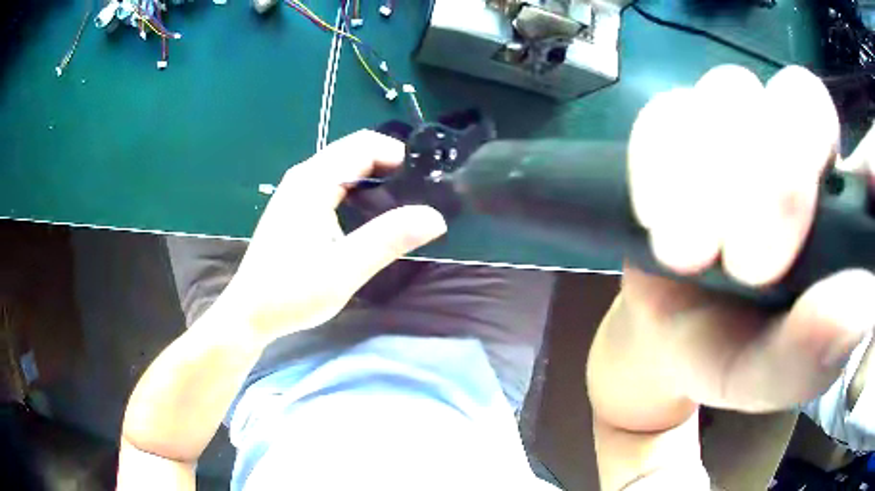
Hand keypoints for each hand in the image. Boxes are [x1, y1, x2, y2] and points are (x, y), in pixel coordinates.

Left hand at [214, 130, 445, 343]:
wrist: (250, 313)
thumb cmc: (291, 292)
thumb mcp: (344, 269)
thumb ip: (388, 239)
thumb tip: (435, 216)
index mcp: (313, 181)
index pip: (365, 145)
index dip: (399, 155)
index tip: (427, 181)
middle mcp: (304, 177)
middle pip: (355, 151)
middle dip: (391, 165)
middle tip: (421, 194)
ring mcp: (297, 191)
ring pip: (345, 167)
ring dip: (376, 177)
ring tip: (404, 205)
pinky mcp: (296, 207)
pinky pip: (334, 183)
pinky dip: (359, 190)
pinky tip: (371, 216)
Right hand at [587, 65, 874, 489]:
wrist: (666, 333)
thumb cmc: (732, 352)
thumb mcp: (772, 374)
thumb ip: (814, 352)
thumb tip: (860, 309)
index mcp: (838, 208)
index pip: (860, 148)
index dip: (857, 169)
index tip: (830, 237)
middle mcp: (796, 146)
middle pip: (802, 97)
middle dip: (781, 176)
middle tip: (750, 267)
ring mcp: (735, 125)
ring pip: (733, 91)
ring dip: (712, 172)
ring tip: (689, 255)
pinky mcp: (677, 127)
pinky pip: (666, 113)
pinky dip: (659, 162)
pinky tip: (655, 216)